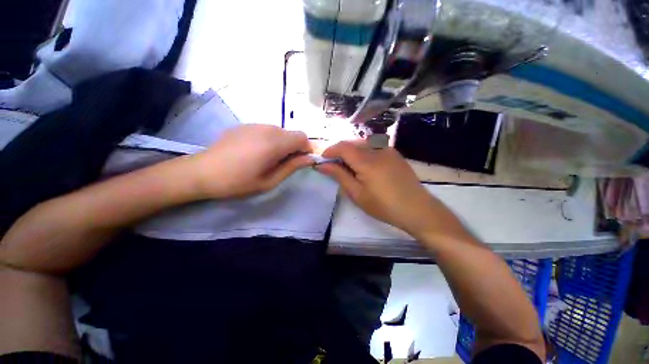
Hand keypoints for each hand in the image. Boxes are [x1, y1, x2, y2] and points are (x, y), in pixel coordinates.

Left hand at [190, 124, 313, 197]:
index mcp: (274, 142)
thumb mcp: (269, 181)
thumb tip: (309, 159)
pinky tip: (254, 152)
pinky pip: (266, 130)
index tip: (299, 162)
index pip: (302, 137)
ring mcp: (254, 124)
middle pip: (291, 134)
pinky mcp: (245, 125)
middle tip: (281, 164)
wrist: (202, 172)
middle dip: (293, 147)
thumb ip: (292, 167)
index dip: (305, 149)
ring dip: (281, 144)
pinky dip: (269, 140)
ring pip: (280, 132)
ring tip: (267, 159)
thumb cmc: (238, 182)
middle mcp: (267, 128)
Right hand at [315, 140, 467, 240]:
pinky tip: (366, 167)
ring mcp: (389, 150)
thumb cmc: (383, 205)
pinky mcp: (395, 154)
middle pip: (352, 144)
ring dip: (352, 153)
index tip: (322, 160)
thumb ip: (339, 175)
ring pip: (363, 145)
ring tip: (349, 168)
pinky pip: (374, 148)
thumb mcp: (357, 193)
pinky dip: (364, 154)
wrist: (417, 209)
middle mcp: (378, 149)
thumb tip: (322, 165)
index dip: (330, 151)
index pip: (343, 146)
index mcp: (367, 160)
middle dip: (340, 152)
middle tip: (335, 167)